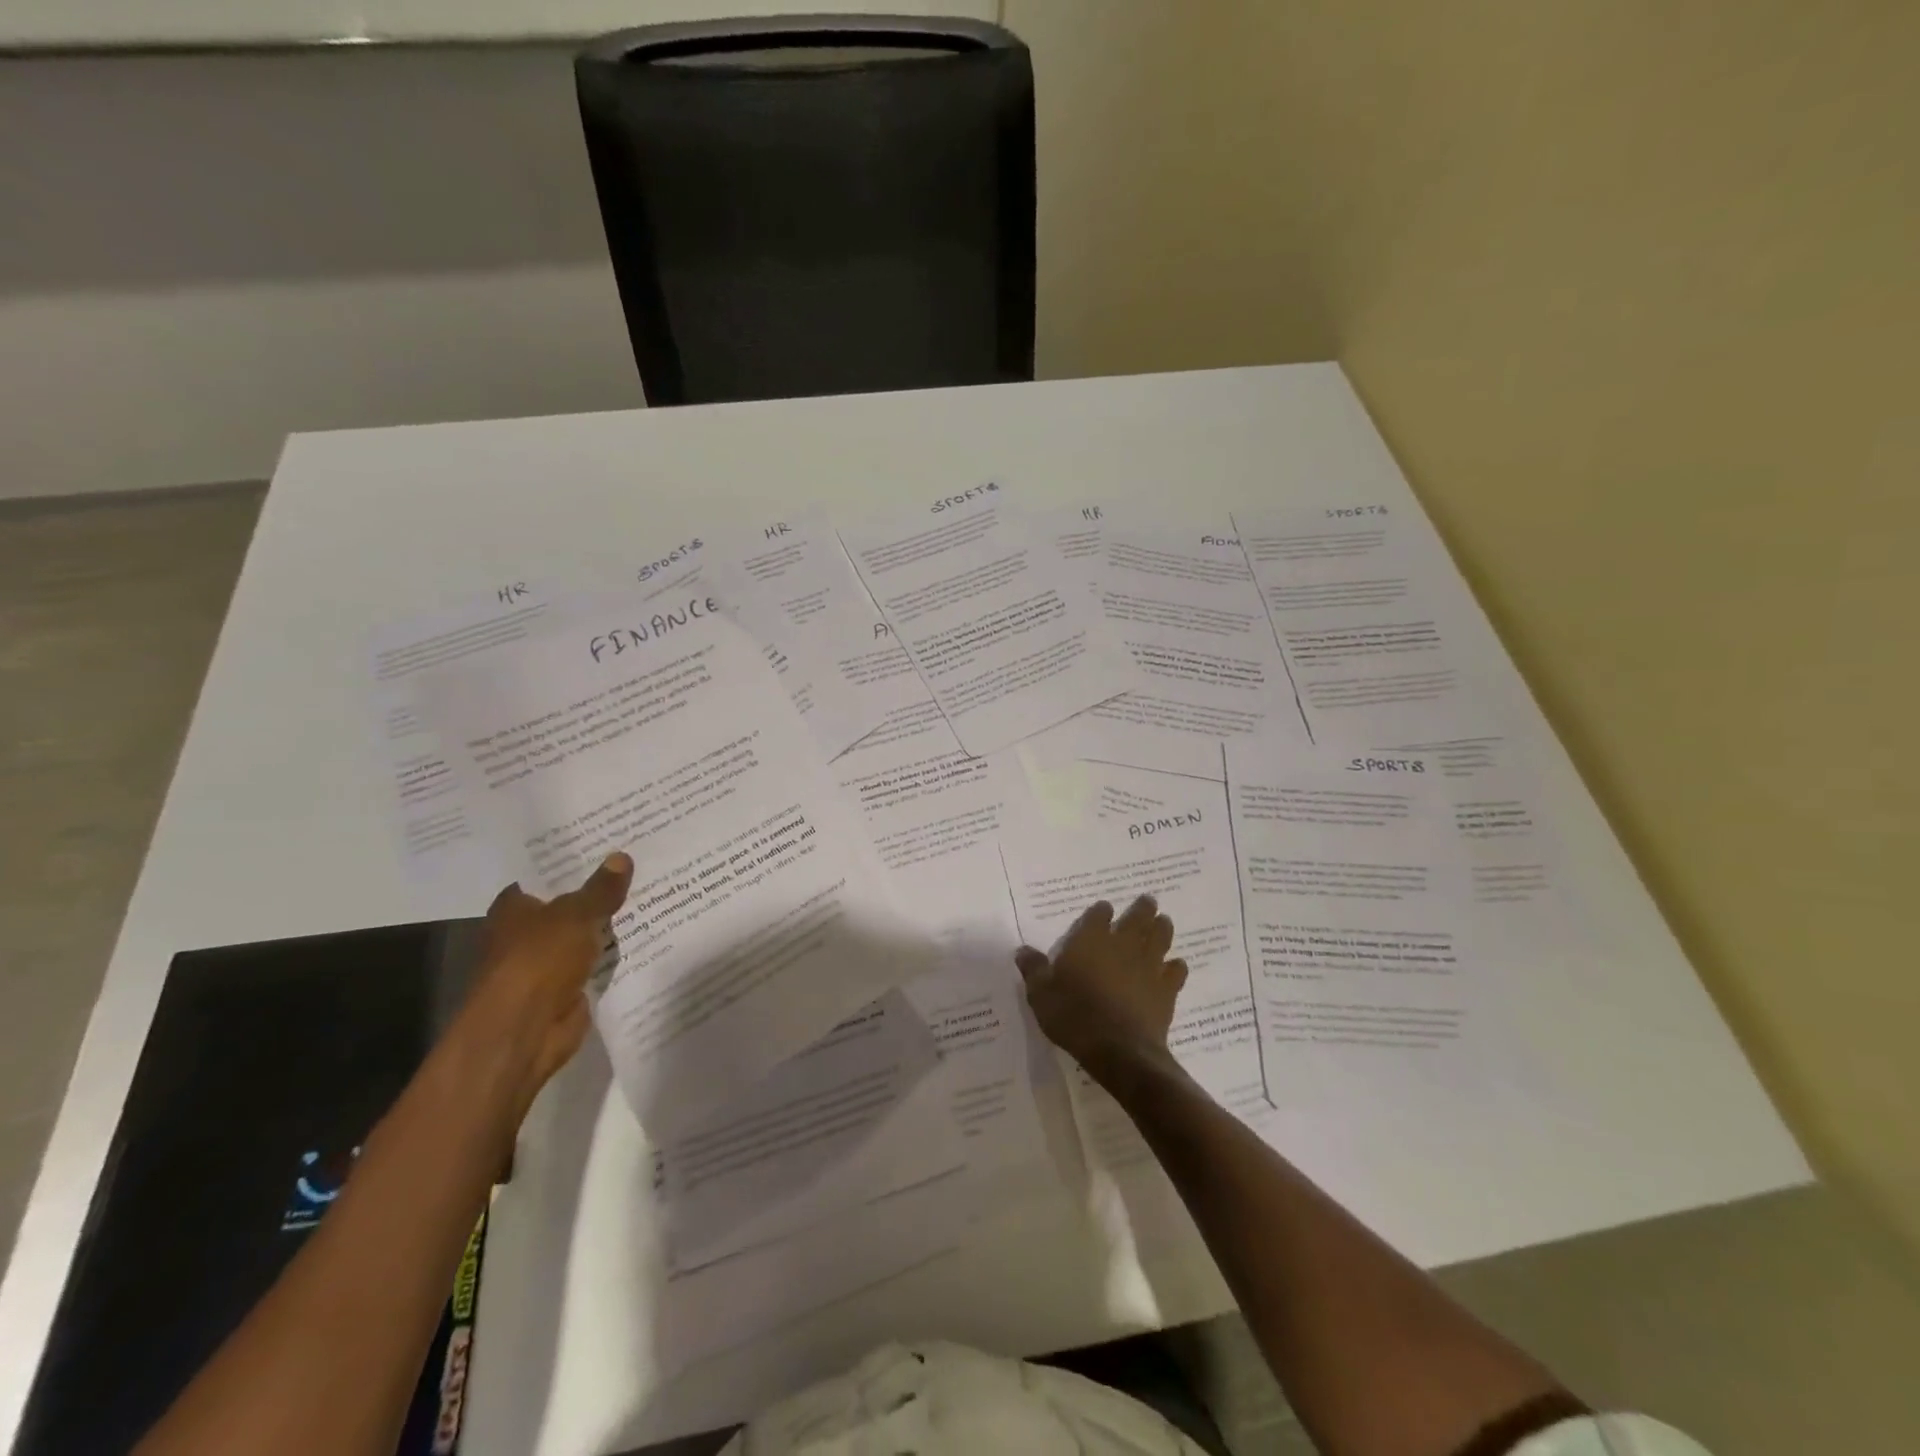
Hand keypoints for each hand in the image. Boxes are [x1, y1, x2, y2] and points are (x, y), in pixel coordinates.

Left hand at [454, 852, 633, 1116]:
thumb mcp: (576, 915)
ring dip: (609, 926)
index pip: (544, 876)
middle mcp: (525, 933)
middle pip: (568, 905)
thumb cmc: (538, 960)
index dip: (573, 863)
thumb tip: (622, 856)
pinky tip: (647, 937)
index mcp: (514, 908)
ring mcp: (546, 963)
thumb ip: (601, 889)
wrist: (525, 1030)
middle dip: (598, 892)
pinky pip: (595, 963)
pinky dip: (614, 956)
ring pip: (584, 935)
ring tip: (652, 896)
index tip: (606, 846)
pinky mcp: (566, 989)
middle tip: (639, 866)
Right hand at [1015, 895, 1187, 1086]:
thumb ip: (1034, 969)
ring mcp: (1148, 965)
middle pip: (1137, 917)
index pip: (1098, 914)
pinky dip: (1176, 966)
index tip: (1104, 909)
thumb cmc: (1074, 1016)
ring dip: (1162, 928)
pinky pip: (1176, 970)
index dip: (1102, 911)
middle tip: (1148, 901)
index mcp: (1090, 940)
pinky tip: (1175, 966)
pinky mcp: (1167, 988)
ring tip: (1163, 922)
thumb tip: (1023, 950)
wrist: (1118, 1049)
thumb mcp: (1041, 994)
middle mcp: (1122, 944)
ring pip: (1160, 937)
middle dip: (1142, 908)